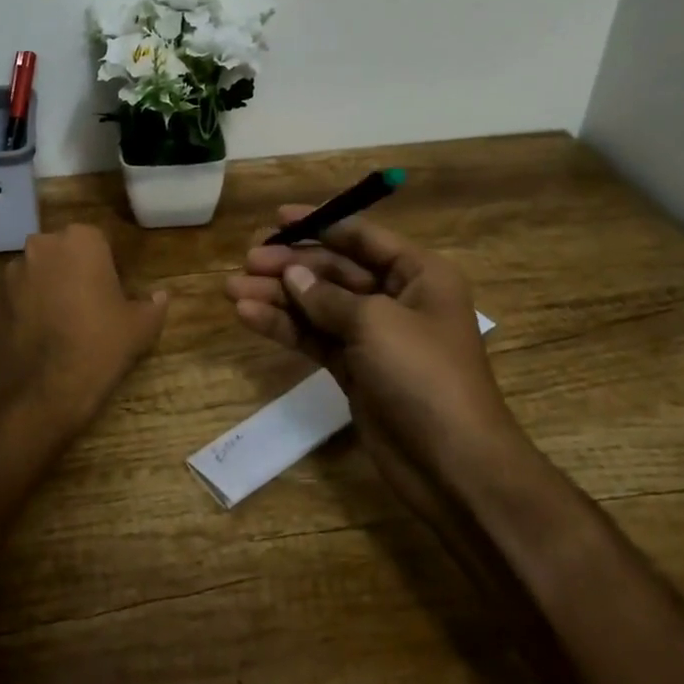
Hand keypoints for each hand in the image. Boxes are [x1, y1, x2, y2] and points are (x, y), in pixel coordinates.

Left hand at [0, 224, 168, 443]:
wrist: (39, 395)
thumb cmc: (97, 349)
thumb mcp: (140, 328)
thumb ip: (153, 305)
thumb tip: (161, 296)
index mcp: (81, 240)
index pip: (99, 242)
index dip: (108, 267)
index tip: (114, 293)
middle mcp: (41, 245)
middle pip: (65, 252)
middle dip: (76, 271)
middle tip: (92, 306)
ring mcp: (12, 271)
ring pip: (40, 272)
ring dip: (50, 288)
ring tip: (64, 324)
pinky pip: (19, 295)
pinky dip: (30, 307)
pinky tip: (42, 336)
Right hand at [223, 207, 522, 511]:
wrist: (451, 464)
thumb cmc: (424, 376)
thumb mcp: (376, 323)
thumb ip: (328, 296)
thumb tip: (292, 274)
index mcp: (418, 275)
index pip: (362, 237)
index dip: (320, 224)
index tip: (277, 219)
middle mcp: (396, 298)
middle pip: (335, 270)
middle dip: (291, 264)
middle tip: (247, 260)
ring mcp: (373, 337)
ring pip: (318, 305)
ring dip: (278, 296)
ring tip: (232, 289)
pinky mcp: (354, 369)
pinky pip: (314, 338)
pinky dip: (284, 327)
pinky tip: (249, 316)